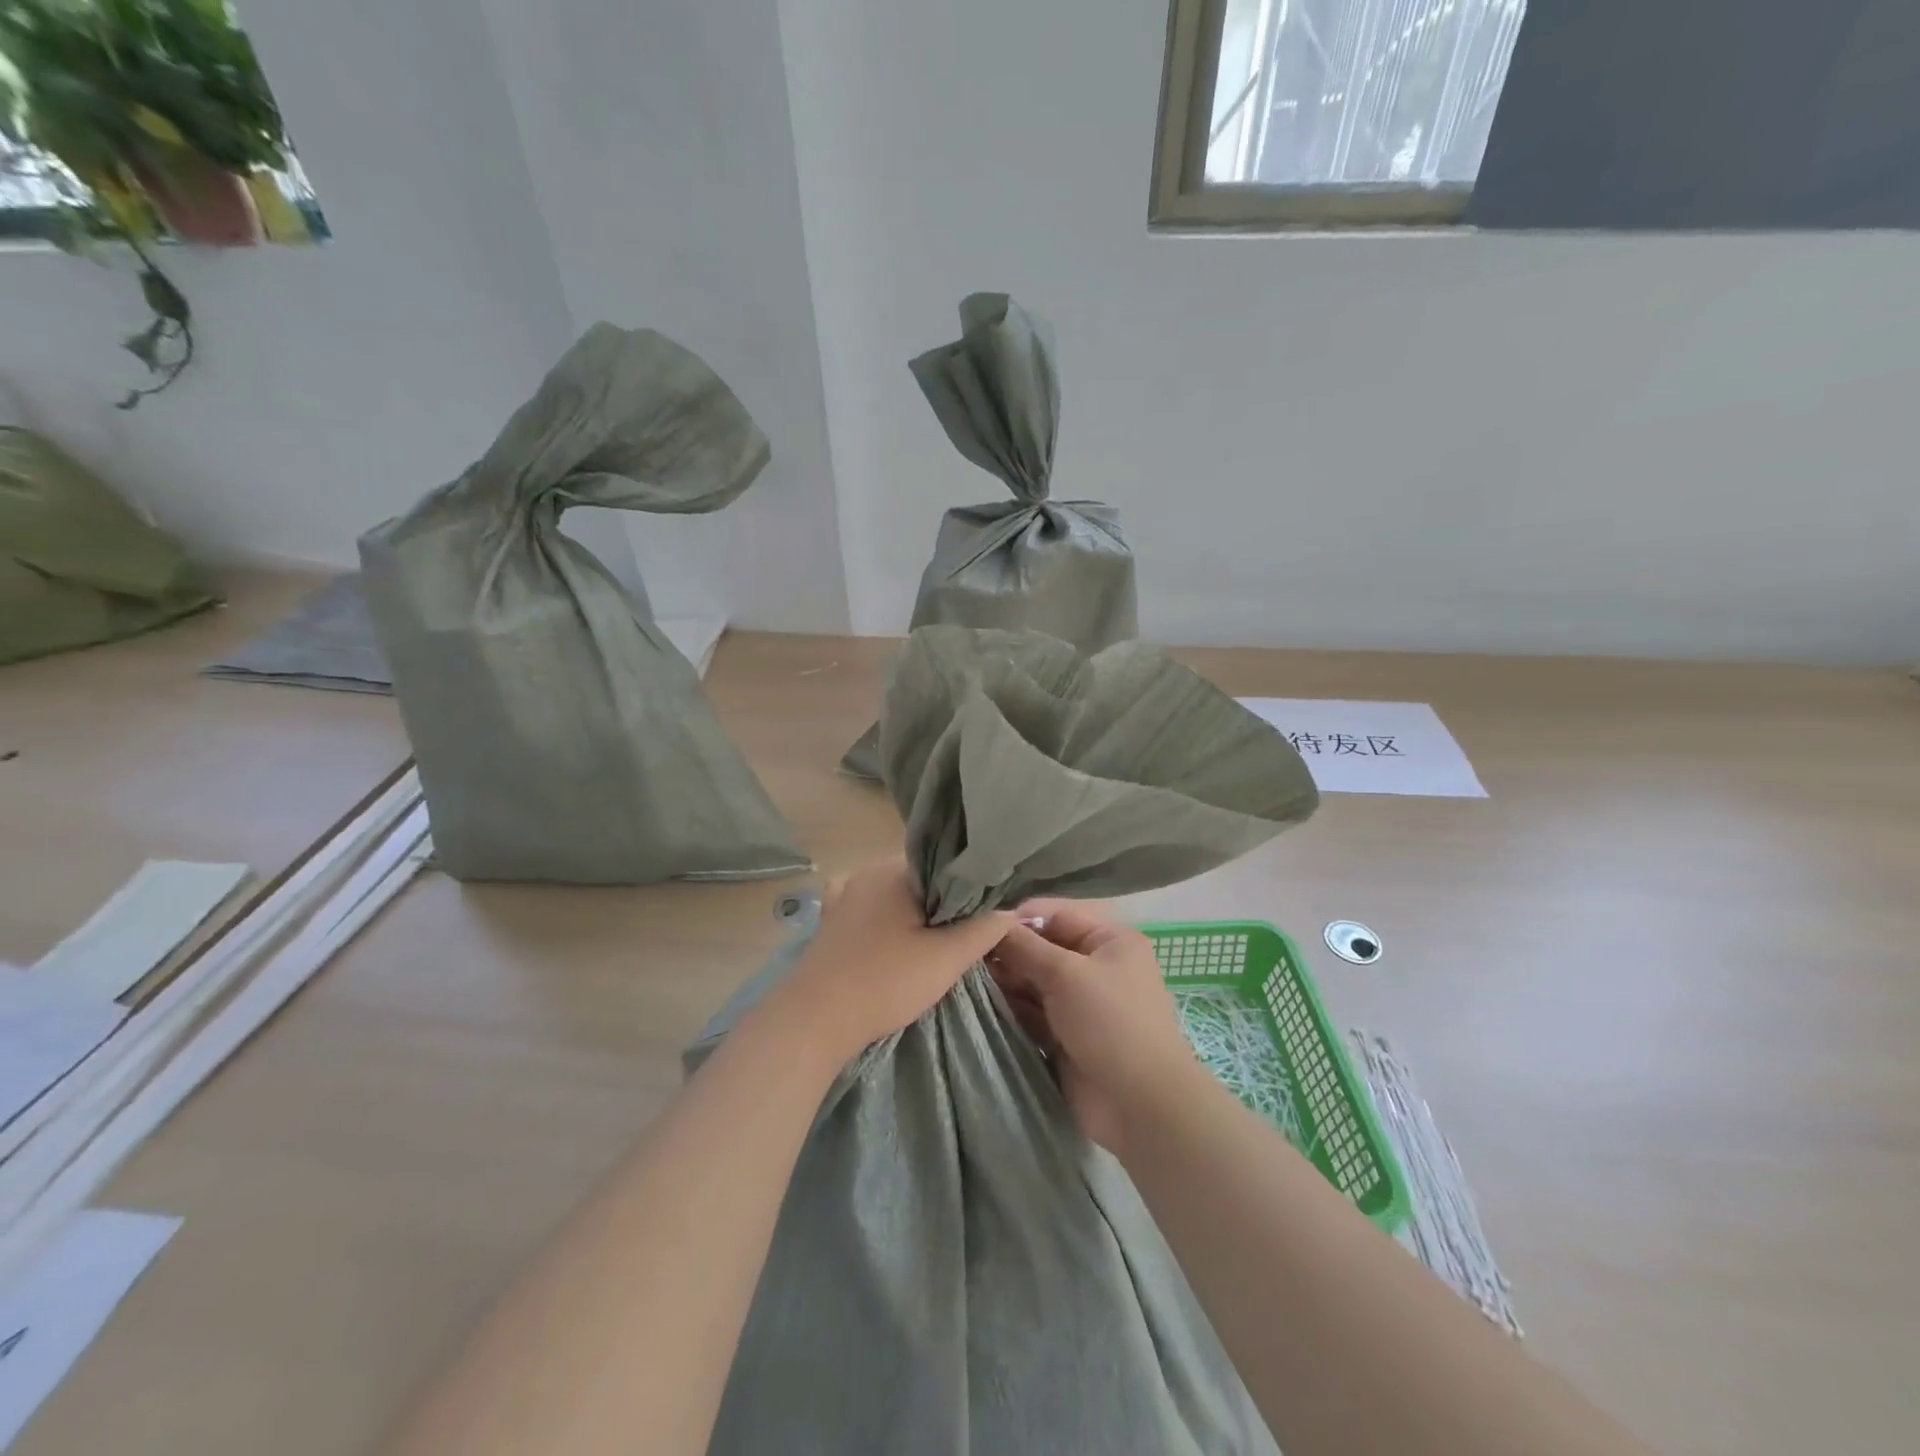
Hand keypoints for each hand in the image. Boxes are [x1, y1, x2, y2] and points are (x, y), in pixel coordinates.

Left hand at [753, 860, 1014, 1067]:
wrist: (814, 1020)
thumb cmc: (884, 982)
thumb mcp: (946, 959)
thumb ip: (984, 929)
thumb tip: (1010, 908)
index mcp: (895, 870)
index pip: (947, 865)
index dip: (971, 888)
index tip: (987, 913)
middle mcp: (868, 872)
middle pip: (922, 880)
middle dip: (944, 904)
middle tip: (966, 934)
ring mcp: (844, 895)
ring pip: (896, 896)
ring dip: (916, 915)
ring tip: (936, 943)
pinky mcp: (831, 921)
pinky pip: (871, 909)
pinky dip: (888, 920)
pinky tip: (897, 940)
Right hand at [986, 900, 1200, 1152]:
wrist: (1140, 1106)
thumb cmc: (1110, 1023)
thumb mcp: (1066, 974)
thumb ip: (1025, 947)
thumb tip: (991, 924)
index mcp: (1110, 941)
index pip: (1056, 916)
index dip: (1019, 919)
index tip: (979, 926)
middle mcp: (1097, 967)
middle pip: (1043, 949)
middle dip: (1009, 953)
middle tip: (967, 957)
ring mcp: (1082, 1005)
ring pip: (1035, 983)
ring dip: (1007, 982)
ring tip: (966, 979)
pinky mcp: (1068, 1037)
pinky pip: (1034, 1014)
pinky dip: (1013, 1009)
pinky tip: (981, 1005)